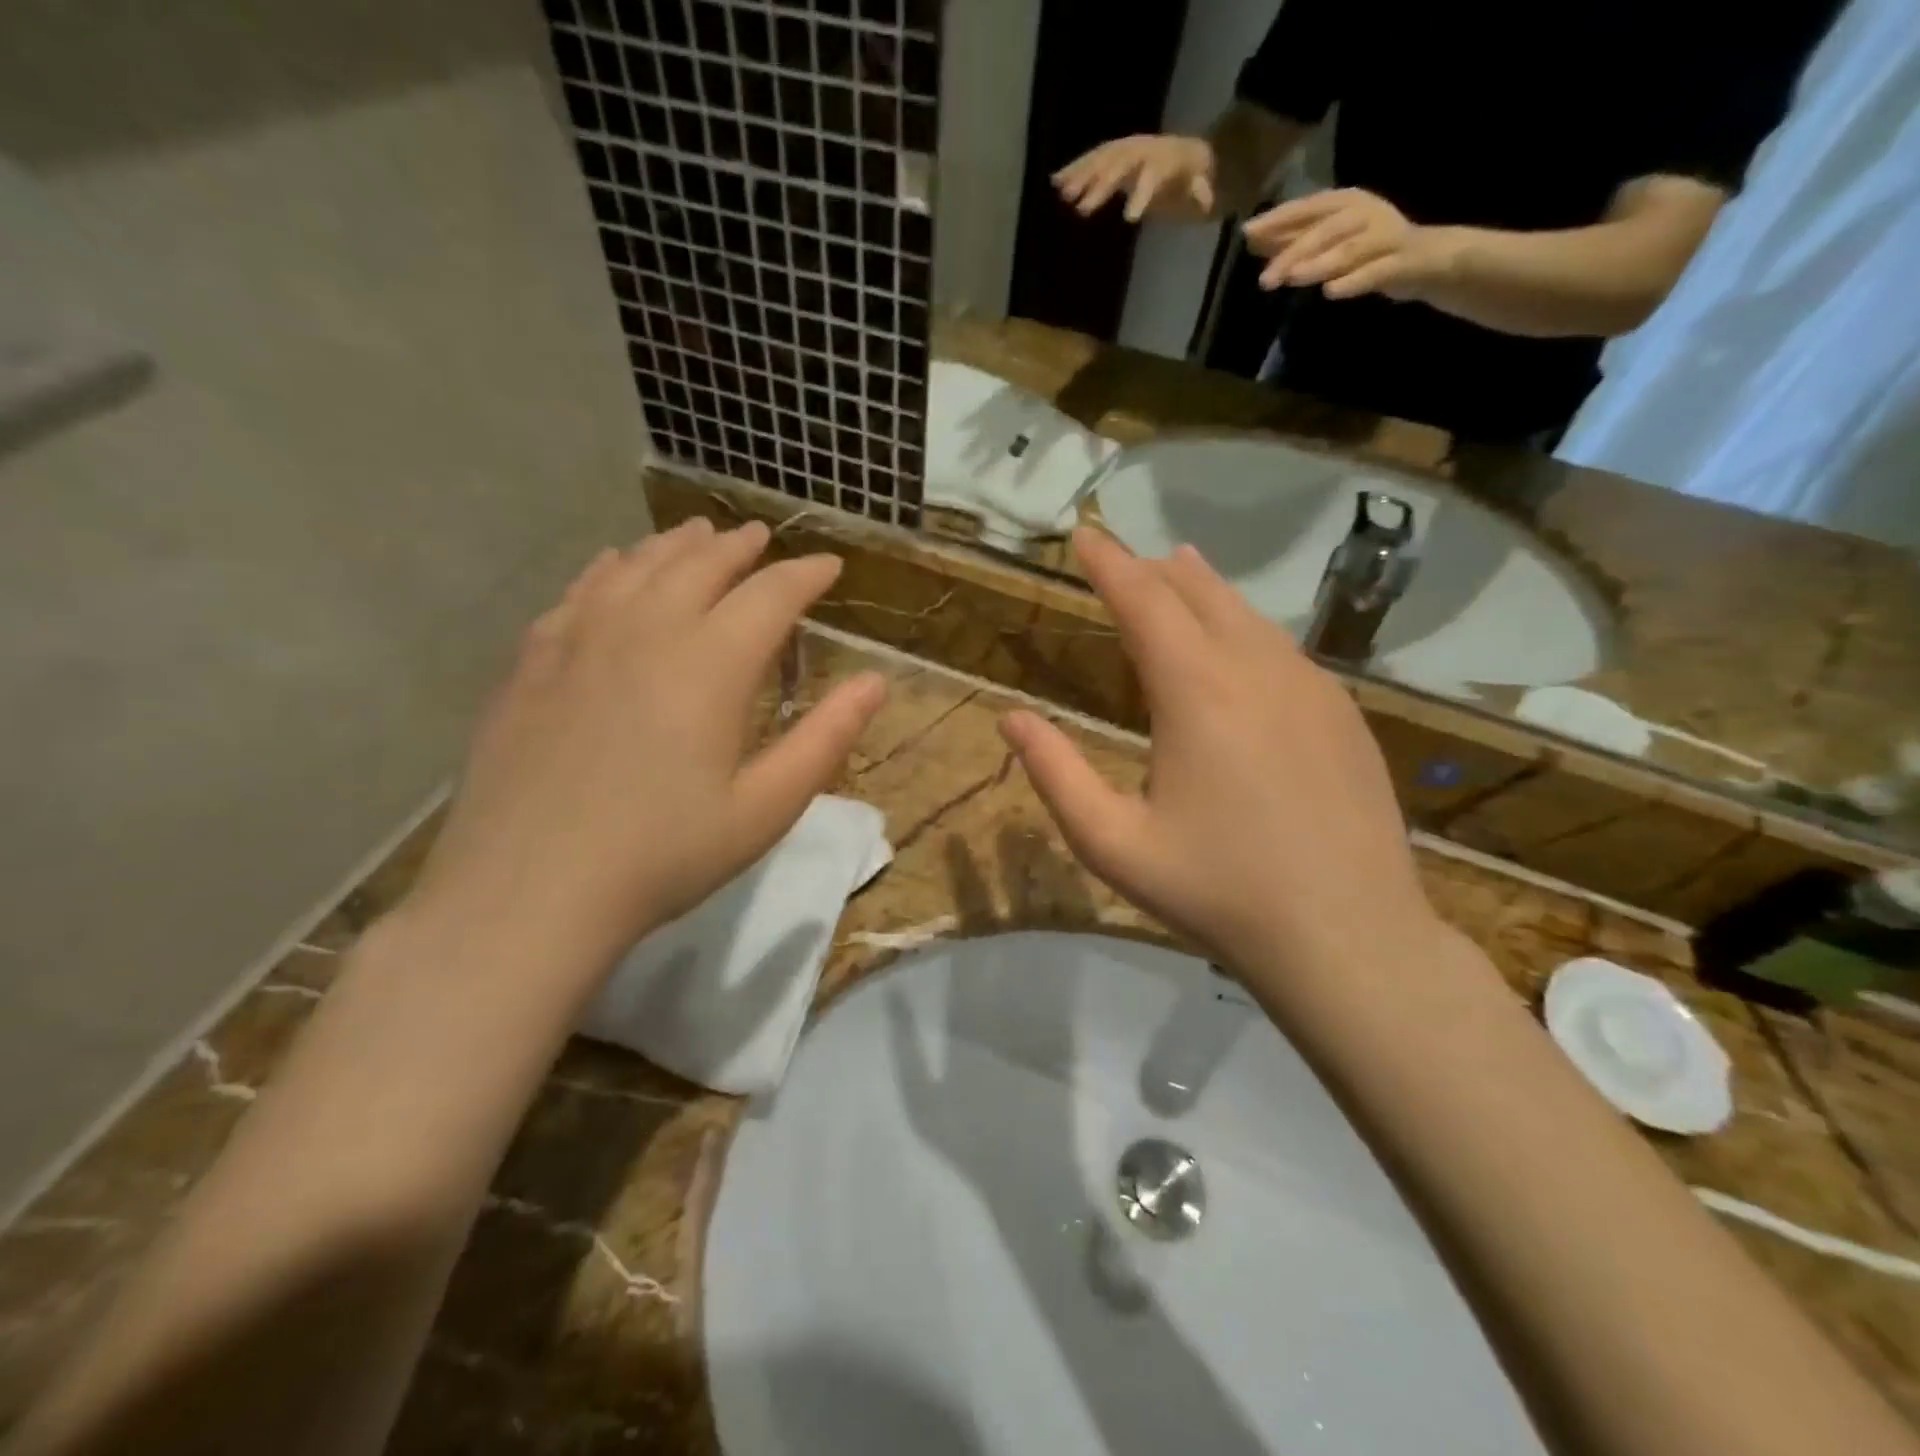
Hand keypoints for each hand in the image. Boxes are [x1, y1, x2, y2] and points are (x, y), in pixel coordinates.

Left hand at [415, 519, 885, 960]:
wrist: (528, 893)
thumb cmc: (664, 855)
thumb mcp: (765, 808)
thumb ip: (826, 739)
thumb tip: (875, 682)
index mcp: (710, 665)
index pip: (770, 595)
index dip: (805, 574)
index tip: (829, 565)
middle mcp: (646, 631)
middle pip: (700, 565)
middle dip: (739, 547)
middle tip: (761, 538)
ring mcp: (580, 640)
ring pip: (637, 567)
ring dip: (676, 546)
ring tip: (698, 535)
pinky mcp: (532, 662)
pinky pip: (580, 592)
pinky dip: (610, 568)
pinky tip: (615, 566)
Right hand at [1000, 528, 1439, 988]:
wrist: (1349, 937)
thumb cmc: (1217, 892)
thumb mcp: (1113, 843)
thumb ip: (1056, 774)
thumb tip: (1011, 719)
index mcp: (1196, 693)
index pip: (1143, 601)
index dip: (1108, 564)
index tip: (1085, 534)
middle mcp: (1256, 670)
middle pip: (1198, 595)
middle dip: (1152, 570)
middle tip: (1122, 555)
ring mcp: (1311, 688)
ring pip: (1247, 615)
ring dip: (1204, 589)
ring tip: (1178, 568)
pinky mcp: (1343, 714)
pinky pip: (1283, 648)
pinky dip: (1247, 625)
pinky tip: (1241, 639)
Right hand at [1052, 135, 1217, 222]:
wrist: (1185, 153)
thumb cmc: (1192, 176)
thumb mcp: (1202, 185)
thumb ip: (1202, 191)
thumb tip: (1207, 200)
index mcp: (1163, 159)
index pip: (1151, 175)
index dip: (1142, 194)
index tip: (1130, 219)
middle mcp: (1141, 150)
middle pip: (1118, 165)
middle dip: (1099, 186)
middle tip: (1080, 209)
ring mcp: (1125, 150)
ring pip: (1101, 159)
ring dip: (1080, 175)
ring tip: (1061, 192)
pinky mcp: (1113, 155)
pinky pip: (1092, 160)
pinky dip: (1074, 170)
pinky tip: (1055, 182)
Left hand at [1244, 188, 1460, 300]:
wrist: (1424, 261)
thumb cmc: (1366, 251)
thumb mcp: (1328, 242)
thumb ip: (1294, 240)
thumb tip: (1253, 241)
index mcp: (1346, 203)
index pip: (1307, 207)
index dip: (1278, 219)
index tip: (1247, 233)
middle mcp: (1365, 213)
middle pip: (1325, 230)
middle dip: (1293, 252)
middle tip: (1265, 280)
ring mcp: (1385, 236)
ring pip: (1348, 249)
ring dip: (1319, 264)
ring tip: (1293, 278)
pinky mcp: (1400, 262)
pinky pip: (1374, 272)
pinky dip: (1352, 282)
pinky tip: (1330, 292)